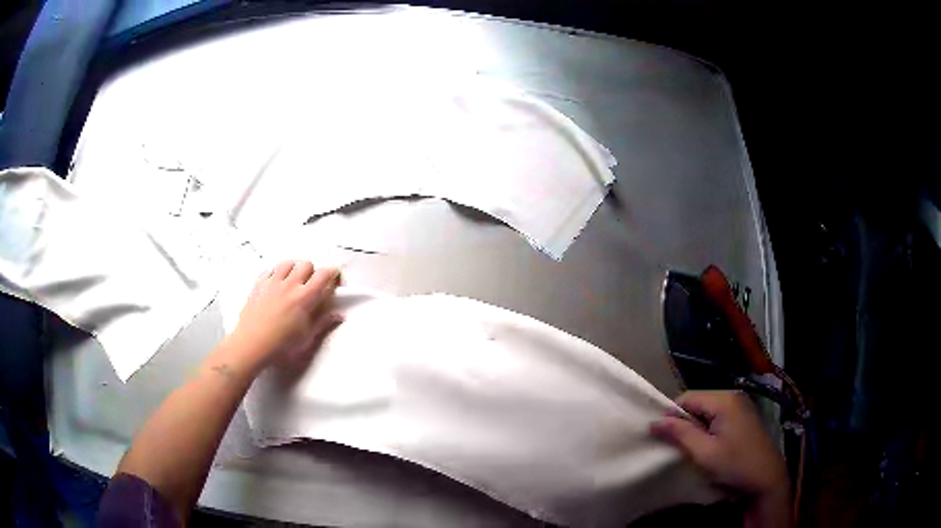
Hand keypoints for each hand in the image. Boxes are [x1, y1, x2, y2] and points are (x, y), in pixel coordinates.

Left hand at [229, 260, 342, 370]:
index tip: (334, 280)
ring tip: (293, 282)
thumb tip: (339, 316)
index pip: (324, 275)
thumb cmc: (282, 345)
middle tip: (311, 286)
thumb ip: (323, 323)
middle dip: (312, 273)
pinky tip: (277, 284)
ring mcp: (272, 282)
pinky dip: (276, 273)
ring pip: (288, 263)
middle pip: (306, 264)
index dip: (332, 274)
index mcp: (305, 297)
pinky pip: (270, 269)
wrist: (252, 344)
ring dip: (294, 269)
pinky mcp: (259, 284)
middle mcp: (290, 284)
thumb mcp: (307, 338)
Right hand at [651, 391, 790, 526]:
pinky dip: (709, 429)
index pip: (687, 398)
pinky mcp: (745, 417)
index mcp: (724, 399)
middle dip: (685, 422)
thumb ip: (680, 434)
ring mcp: (741, 406)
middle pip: (698, 403)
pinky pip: (719, 416)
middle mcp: (733, 396)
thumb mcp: (704, 453)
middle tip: (679, 447)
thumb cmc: (735, 464)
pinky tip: (709, 447)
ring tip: (693, 449)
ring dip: (696, 428)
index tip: (664, 438)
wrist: (767, 478)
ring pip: (707, 411)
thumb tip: (654, 421)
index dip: (672, 416)